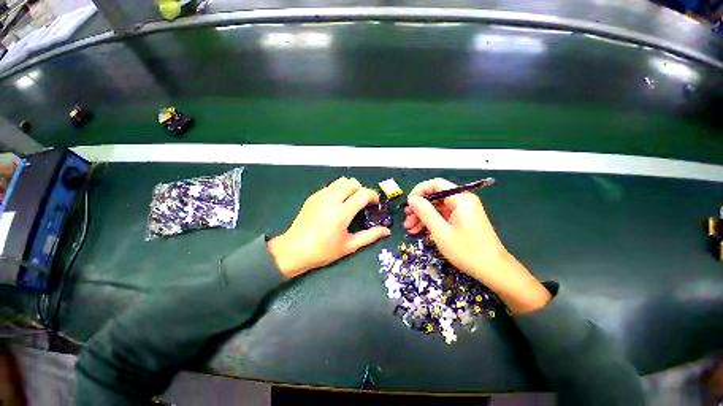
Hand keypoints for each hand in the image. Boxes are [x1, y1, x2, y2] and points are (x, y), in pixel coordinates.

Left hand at [268, 177, 390, 277]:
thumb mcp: (349, 246)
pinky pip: (331, 186)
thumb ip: (370, 236)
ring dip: (350, 188)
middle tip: (363, 203)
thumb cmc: (323, 251)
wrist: (293, 250)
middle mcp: (331, 200)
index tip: (375, 204)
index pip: (363, 193)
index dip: (373, 196)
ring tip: (351, 201)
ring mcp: (320, 196)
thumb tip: (386, 231)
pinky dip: (339, 190)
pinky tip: (337, 204)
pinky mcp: (313, 196)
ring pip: (341, 181)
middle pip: (352, 183)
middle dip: (362, 190)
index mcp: (341, 213)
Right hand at [403, 178, 549, 313]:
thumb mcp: (441, 232)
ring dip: (422, 217)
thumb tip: (412, 199)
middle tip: (406, 220)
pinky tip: (419, 231)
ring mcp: (461, 211)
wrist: (493, 270)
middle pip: (434, 197)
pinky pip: (441, 216)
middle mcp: (461, 201)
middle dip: (418, 208)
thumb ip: (425, 212)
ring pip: (436, 208)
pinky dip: (430, 223)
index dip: (419, 191)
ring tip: (410, 229)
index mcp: (460, 199)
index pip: (436, 184)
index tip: (408, 204)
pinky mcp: (460, 220)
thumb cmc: (467, 251)